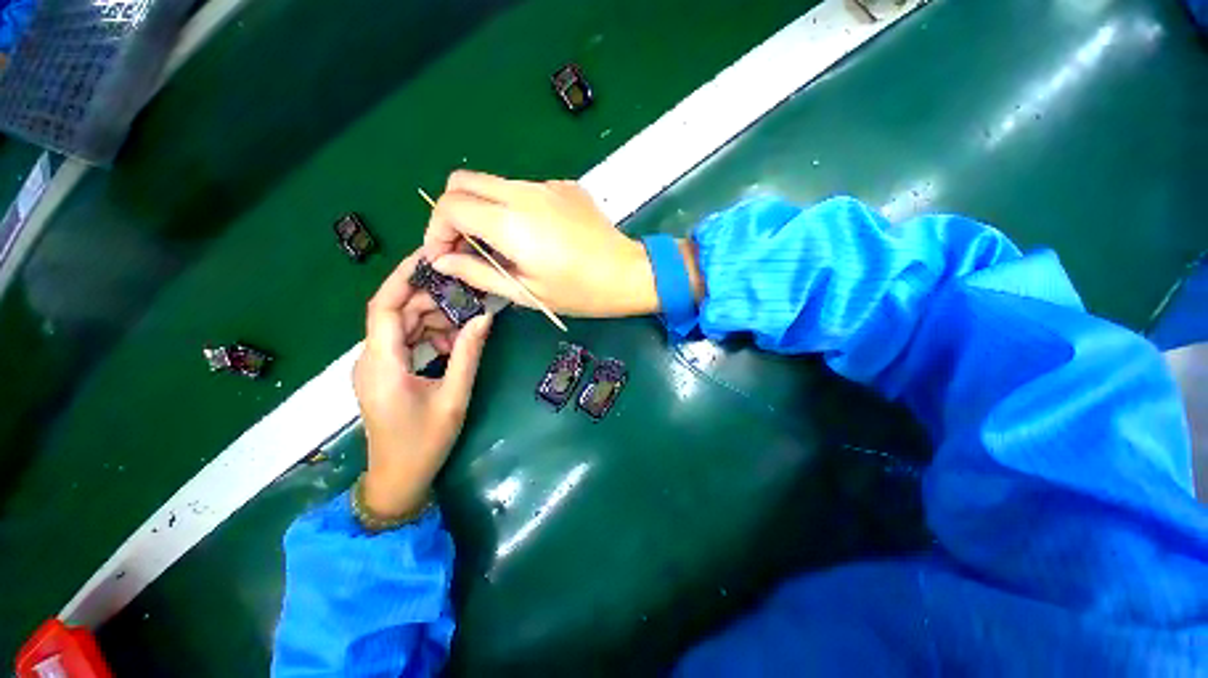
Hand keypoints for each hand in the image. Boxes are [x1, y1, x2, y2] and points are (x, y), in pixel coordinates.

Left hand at [353, 251, 492, 517]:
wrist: (398, 479)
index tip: (430, 256)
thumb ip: (468, 354)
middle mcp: (370, 359)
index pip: (384, 307)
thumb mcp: (453, 397)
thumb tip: (485, 318)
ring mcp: (375, 366)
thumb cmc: (424, 442)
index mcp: (382, 364)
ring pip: (402, 326)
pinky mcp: (384, 372)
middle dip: (430, 299)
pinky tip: (452, 345)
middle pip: (395, 313)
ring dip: (432, 320)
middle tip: (466, 295)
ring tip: (465, 325)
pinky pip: (405, 342)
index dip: (403, 277)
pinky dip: (428, 336)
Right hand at [423, 170, 660, 317]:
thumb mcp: (527, 292)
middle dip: (452, 211)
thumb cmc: (580, 292)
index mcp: (511, 223)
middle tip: (465, 245)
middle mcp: (524, 193)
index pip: (450, 206)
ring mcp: (547, 185)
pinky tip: (535, 235)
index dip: (436, 230)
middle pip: (463, 180)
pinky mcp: (564, 186)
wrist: (629, 274)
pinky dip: (514, 207)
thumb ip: (479, 273)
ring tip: (500, 245)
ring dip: (483, 209)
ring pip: (494, 184)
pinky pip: (525, 189)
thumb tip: (441, 261)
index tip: (444, 255)